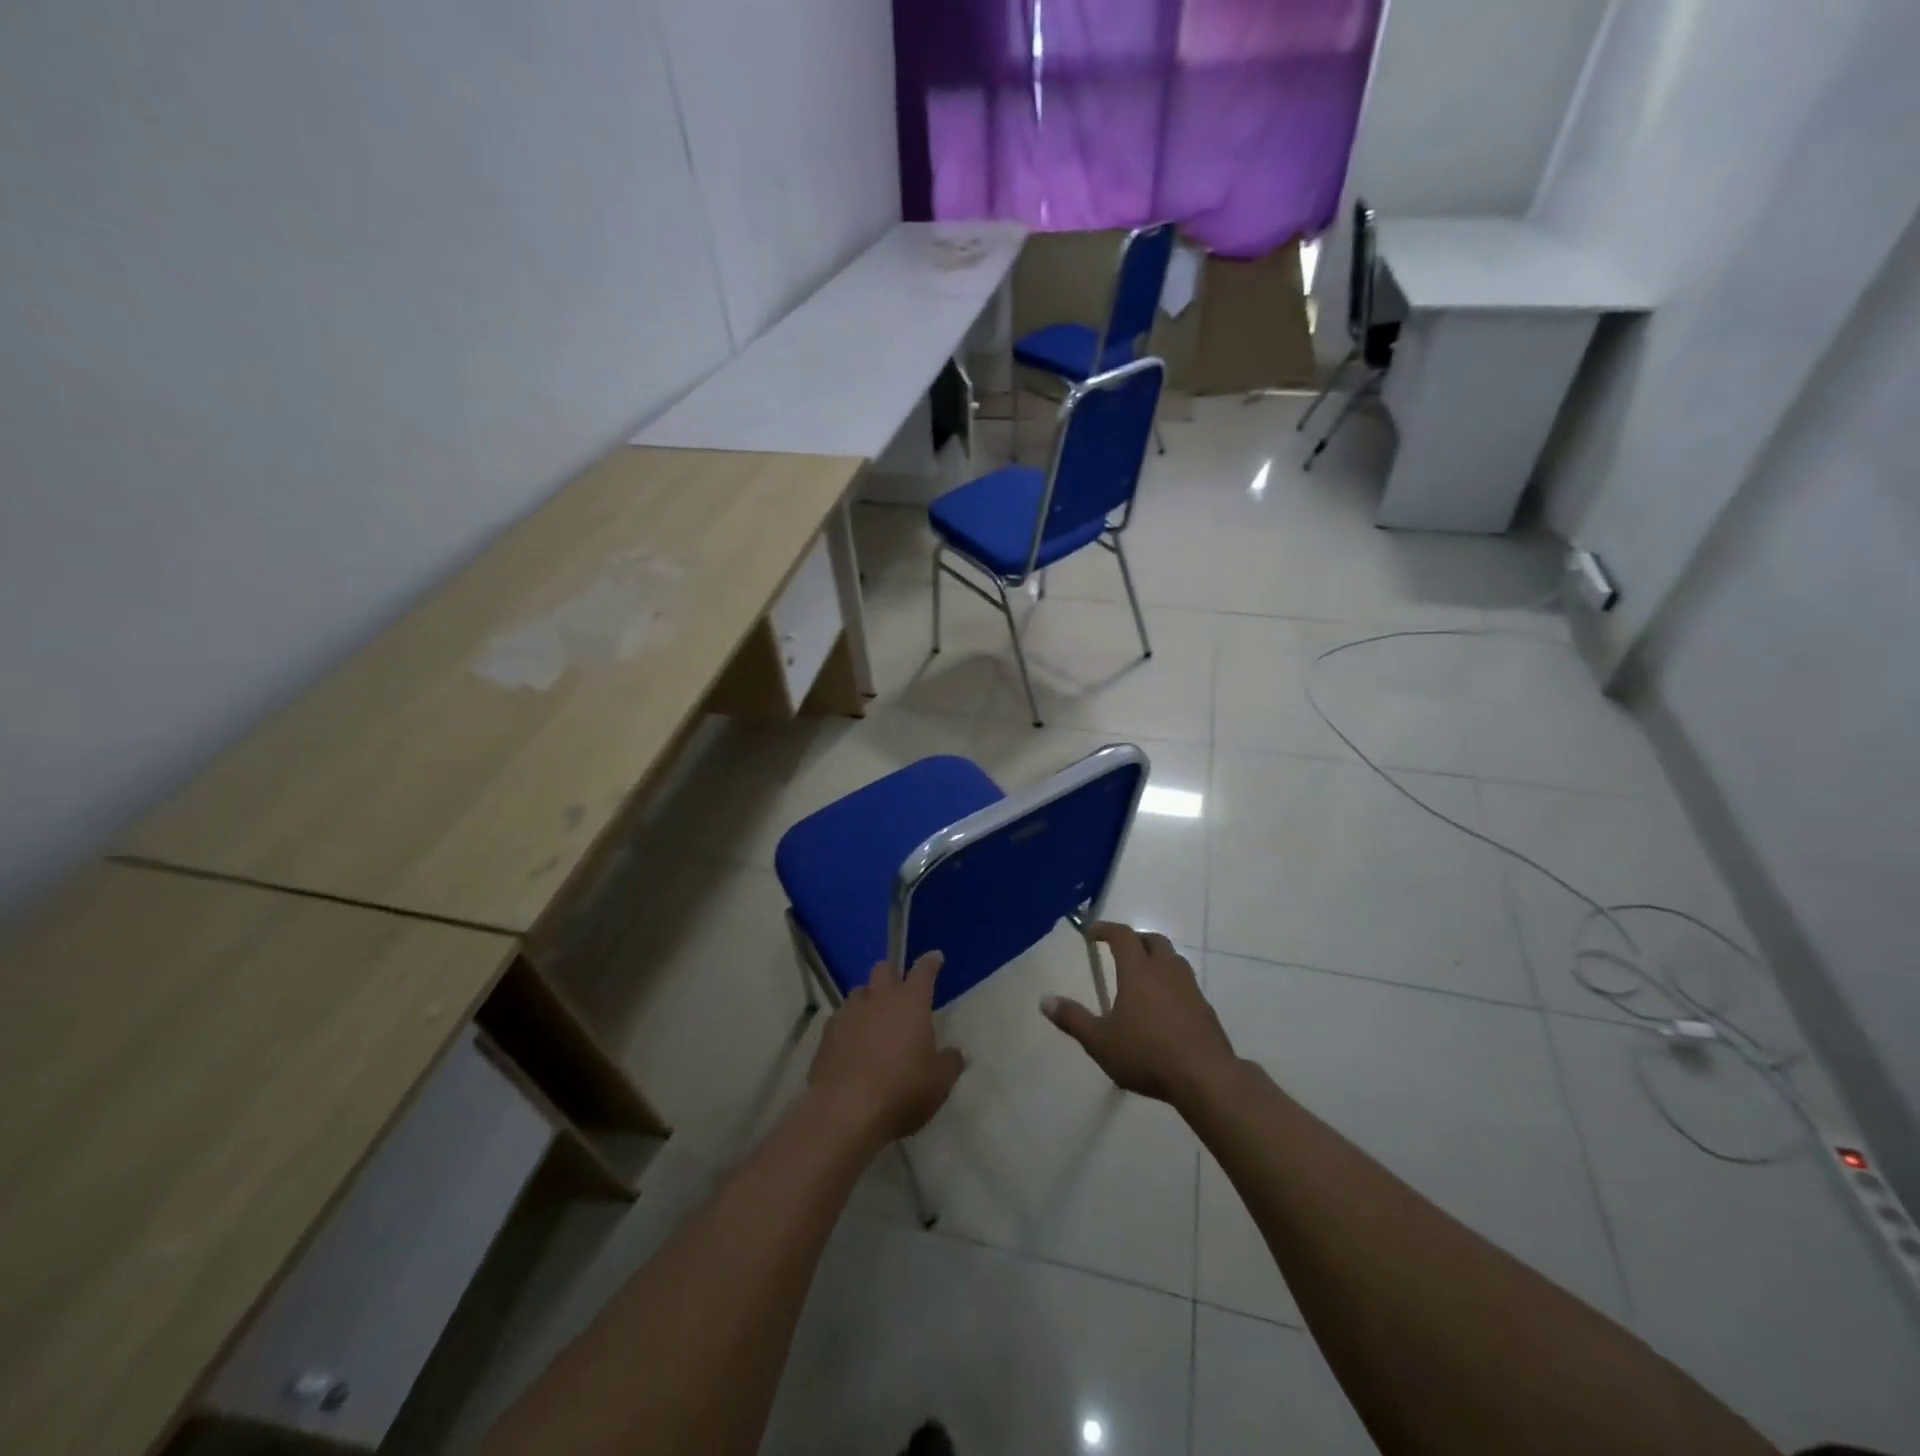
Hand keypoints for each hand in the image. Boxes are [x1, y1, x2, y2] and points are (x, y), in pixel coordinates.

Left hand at [808, 951, 966, 1143]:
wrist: (846, 1110)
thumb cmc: (902, 1089)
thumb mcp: (939, 1082)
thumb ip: (951, 1063)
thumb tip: (958, 1052)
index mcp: (911, 1002)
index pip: (923, 971)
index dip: (929, 962)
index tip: (934, 958)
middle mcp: (879, 998)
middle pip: (883, 969)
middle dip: (892, 975)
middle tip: (899, 990)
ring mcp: (849, 1013)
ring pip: (858, 992)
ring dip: (867, 1000)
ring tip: (873, 1019)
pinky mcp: (826, 1034)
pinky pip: (840, 1018)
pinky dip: (848, 1025)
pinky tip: (851, 1043)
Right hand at [1042, 923, 1237, 1105]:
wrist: (1205, 1077)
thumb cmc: (1147, 1054)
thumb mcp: (1100, 1041)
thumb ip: (1072, 1019)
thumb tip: (1044, 1000)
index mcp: (1138, 971)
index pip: (1122, 935)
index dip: (1106, 929)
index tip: (1092, 933)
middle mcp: (1166, 970)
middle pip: (1153, 940)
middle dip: (1135, 940)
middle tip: (1120, 951)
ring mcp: (1190, 988)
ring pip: (1173, 959)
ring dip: (1157, 959)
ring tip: (1143, 977)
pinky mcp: (1205, 1008)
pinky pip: (1186, 983)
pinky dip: (1172, 984)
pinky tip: (1164, 1007)